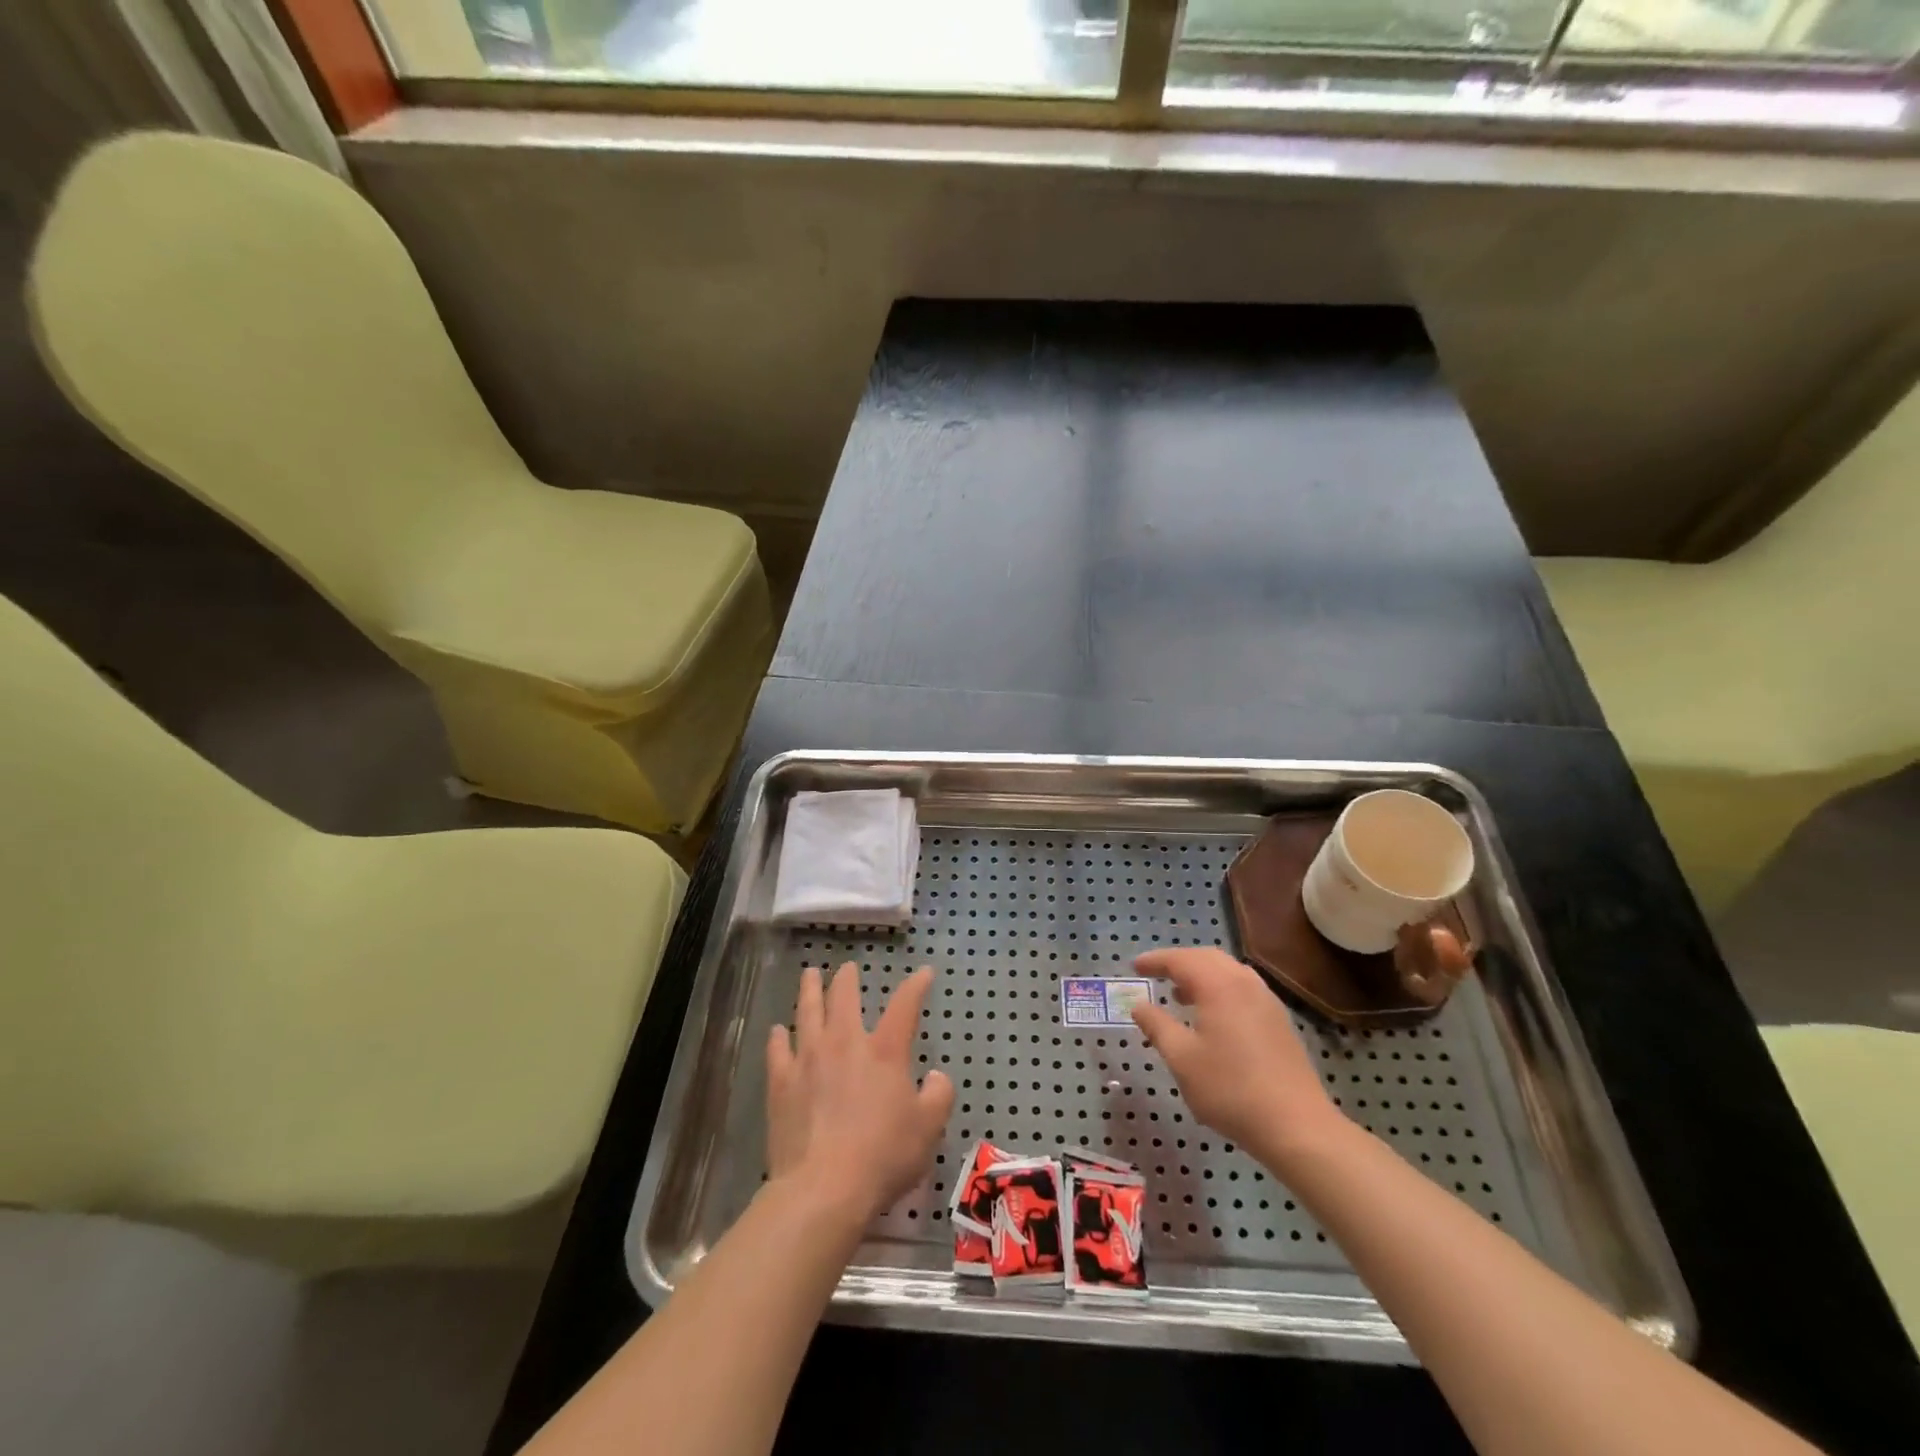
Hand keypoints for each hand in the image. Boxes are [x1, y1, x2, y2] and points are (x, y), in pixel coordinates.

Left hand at [766, 963, 954, 1226]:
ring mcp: (808, 1060)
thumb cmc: (883, 1156)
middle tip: (848, 968)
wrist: (823, 1188)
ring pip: (808, 1012)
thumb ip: (939, 1096)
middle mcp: (845, 1043)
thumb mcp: (928, 1129)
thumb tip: (937, 1076)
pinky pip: (778, 1050)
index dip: (916, 985)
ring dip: (810, 991)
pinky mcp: (781, 1083)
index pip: (904, 1005)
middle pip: (844, 998)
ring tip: (809, 975)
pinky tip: (778, 1030)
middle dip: (848, 979)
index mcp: (885, 1051)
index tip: (924, 973)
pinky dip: (779, 1037)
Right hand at [1130, 947, 1344, 1165]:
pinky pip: (1243, 989)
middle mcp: (1245, 983)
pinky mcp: (1279, 1021)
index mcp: (1219, 985)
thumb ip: (1157, 1027)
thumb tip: (1139, 1006)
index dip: (1155, 961)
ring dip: (1201, 976)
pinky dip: (1220, 990)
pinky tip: (1212, 1017)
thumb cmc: (1230, 1089)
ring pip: (1228, 973)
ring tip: (1180, 995)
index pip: (1181, 960)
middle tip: (1156, 975)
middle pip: (1207, 958)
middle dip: (1179, 963)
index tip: (1134, 967)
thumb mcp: (1182, 1059)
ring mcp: (1267, 1001)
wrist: (1296, 1126)